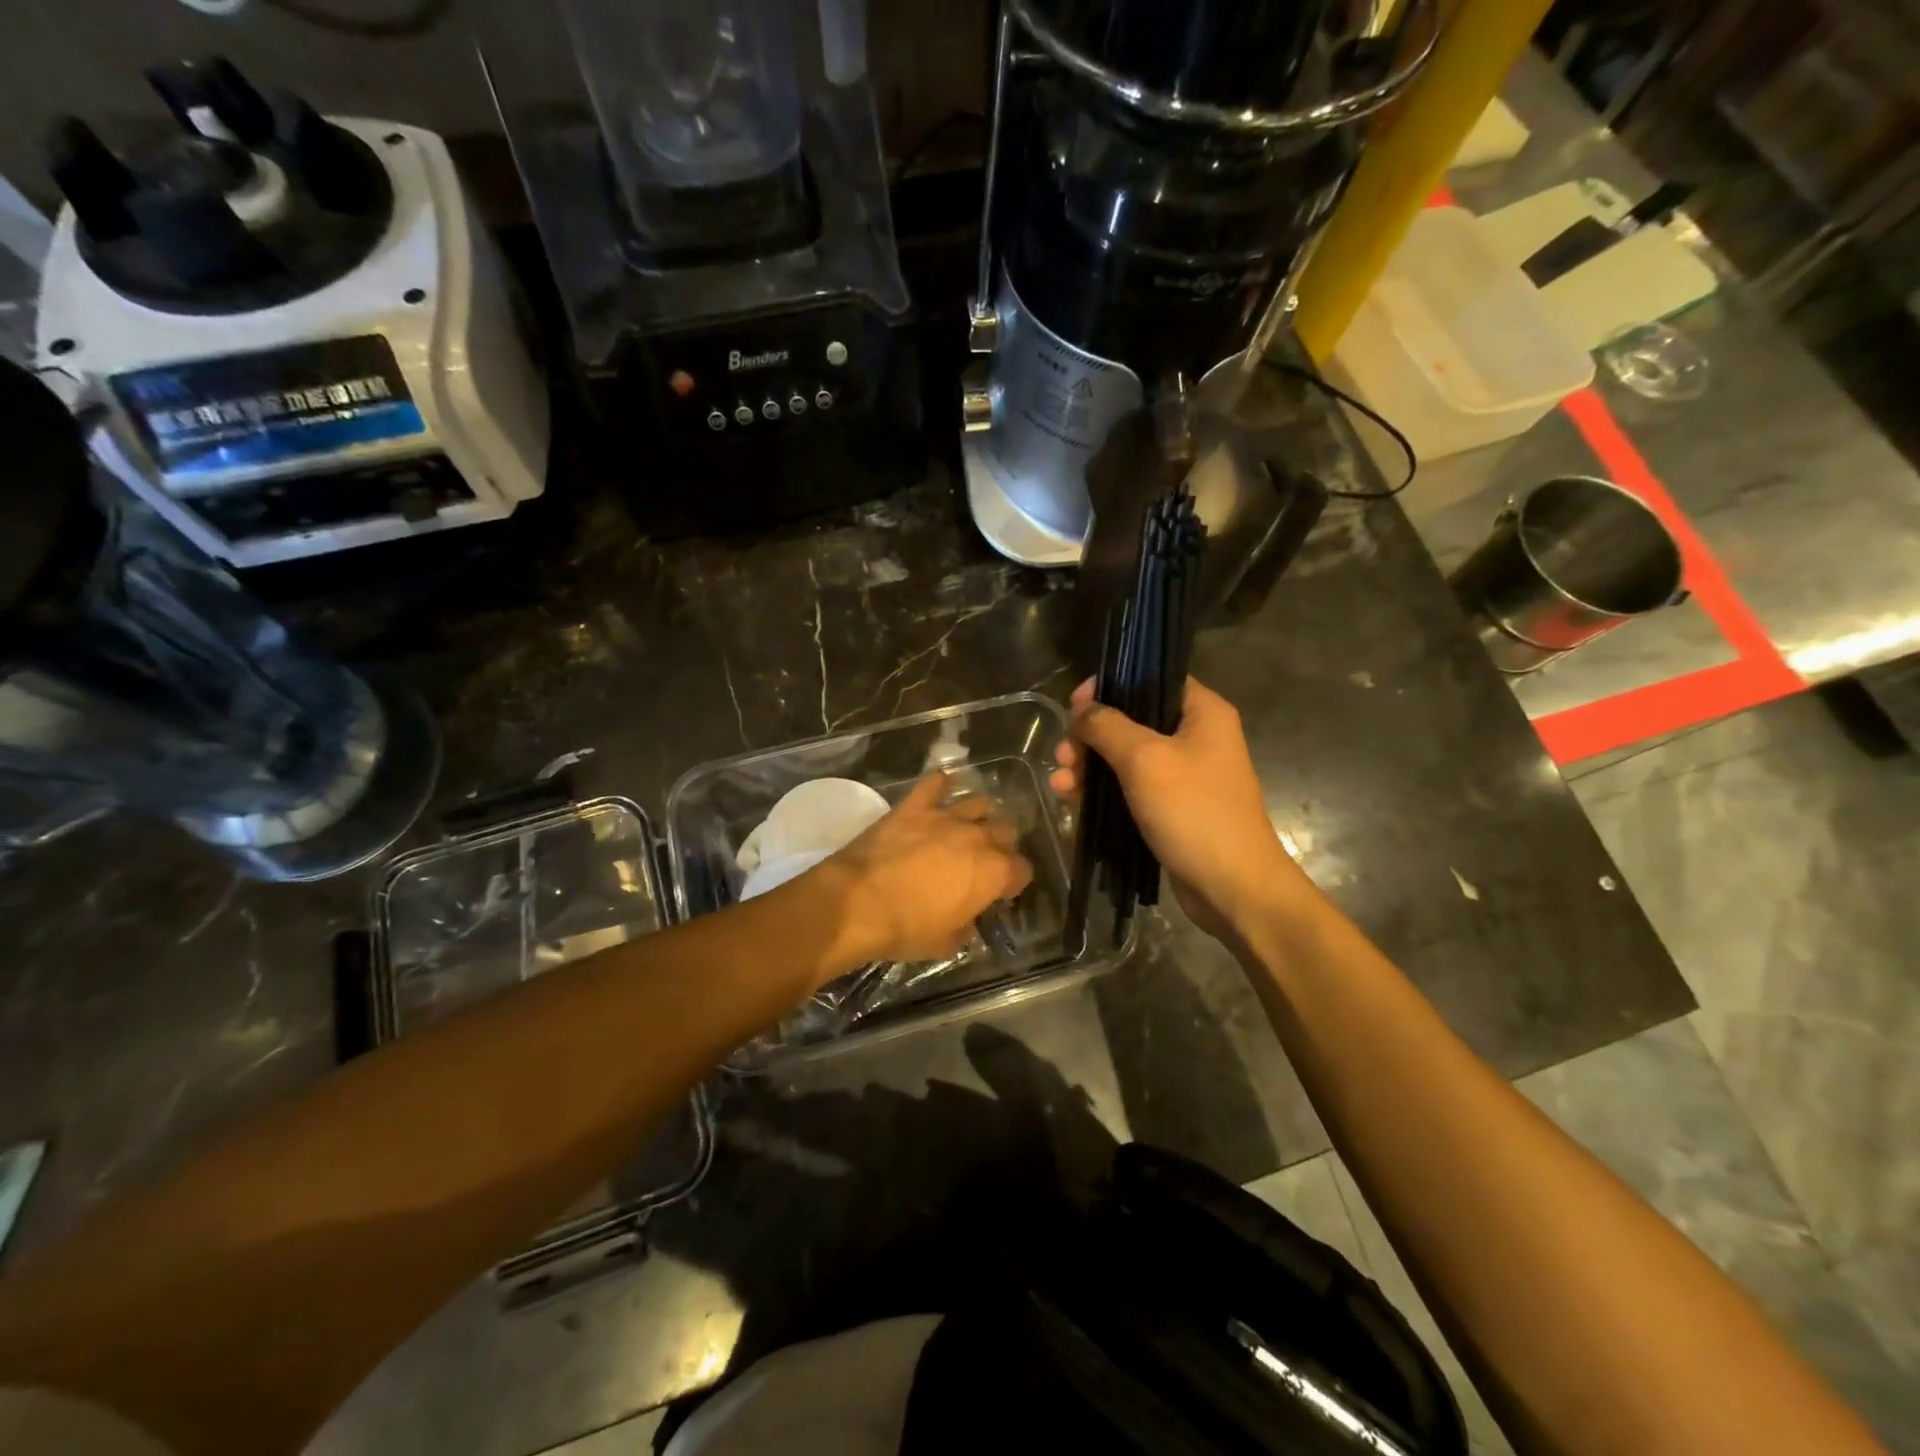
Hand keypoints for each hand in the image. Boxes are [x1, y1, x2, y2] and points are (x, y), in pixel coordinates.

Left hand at [803, 773, 1033, 971]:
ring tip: (966, 828)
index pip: (1022, 870)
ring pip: (979, 803)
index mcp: (994, 872)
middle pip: (1006, 831)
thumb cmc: (906, 929)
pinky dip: (939, 786)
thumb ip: (964, 928)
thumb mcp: (945, 943)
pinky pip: (934, 784)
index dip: (1014, 881)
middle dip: (1001, 845)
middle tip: (985, 860)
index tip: (1002, 890)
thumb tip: (966, 922)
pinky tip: (938, 792)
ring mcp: (946, 816)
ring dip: (978, 815)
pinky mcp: (915, 806)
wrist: (857, 903)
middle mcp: (978, 837)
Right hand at [1050, 676, 1308, 940]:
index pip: (1152, 678)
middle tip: (1065, 753)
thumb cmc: (1193, 811)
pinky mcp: (1171, 808)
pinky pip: (1130, 788)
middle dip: (1092, 736)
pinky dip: (1102, 791)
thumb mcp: (1145, 759)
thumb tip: (1082, 710)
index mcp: (1202, 712)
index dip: (1111, 686)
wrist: (1231, 887)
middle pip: (1132, 720)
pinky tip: (1071, 800)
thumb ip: (1108, 726)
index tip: (1076, 704)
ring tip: (1062, 784)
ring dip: (1090, 766)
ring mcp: (1184, 775)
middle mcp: (1196, 737)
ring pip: (1126, 757)